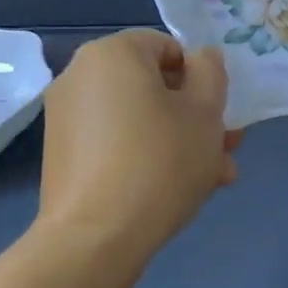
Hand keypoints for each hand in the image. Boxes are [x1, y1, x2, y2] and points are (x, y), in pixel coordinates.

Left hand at [37, 29, 241, 256]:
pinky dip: (145, 156)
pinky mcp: (62, 156)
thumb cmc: (159, 161)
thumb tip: (202, 58)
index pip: (168, 47)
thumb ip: (211, 72)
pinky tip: (176, 191)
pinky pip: (115, 142)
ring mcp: (66, 117)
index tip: (217, 114)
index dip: (200, 78)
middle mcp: (80, 76)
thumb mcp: (205, 112)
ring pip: (138, 119)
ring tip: (213, 179)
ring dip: (178, 141)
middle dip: (194, 117)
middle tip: (225, 149)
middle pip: (153, 86)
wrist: (95, 240)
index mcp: (111, 53)